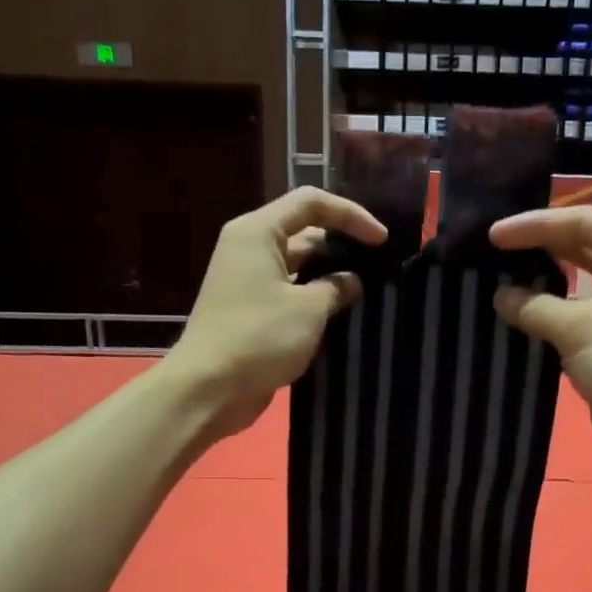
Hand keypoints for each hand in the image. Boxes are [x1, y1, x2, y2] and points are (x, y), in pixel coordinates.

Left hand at [162, 188, 384, 440]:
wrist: (209, 389)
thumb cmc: (259, 338)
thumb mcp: (309, 309)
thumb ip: (336, 287)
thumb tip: (352, 281)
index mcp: (258, 232)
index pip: (311, 203)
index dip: (351, 215)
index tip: (381, 240)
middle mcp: (250, 249)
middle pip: (304, 233)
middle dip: (342, 246)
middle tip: (379, 265)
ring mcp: (249, 282)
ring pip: (299, 267)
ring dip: (331, 277)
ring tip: (368, 290)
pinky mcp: (252, 312)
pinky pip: (290, 294)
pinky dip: (315, 300)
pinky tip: (343, 314)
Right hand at [490, 206, 591, 480]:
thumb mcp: (578, 328)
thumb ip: (534, 306)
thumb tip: (500, 296)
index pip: (583, 222)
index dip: (535, 226)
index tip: (492, 235)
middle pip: (583, 247)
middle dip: (539, 249)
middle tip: (492, 252)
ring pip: (581, 284)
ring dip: (544, 284)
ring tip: (499, 279)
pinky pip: (581, 316)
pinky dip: (553, 315)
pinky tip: (519, 315)